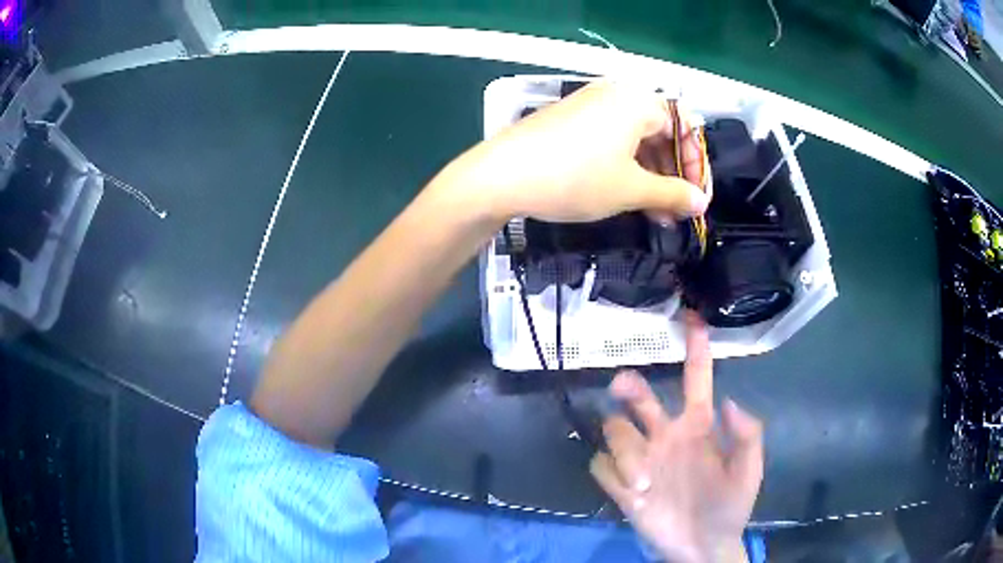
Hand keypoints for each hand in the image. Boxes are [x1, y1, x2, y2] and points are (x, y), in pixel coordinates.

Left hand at [432, 81, 709, 224]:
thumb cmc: (575, 177)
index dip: (694, 165)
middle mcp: (616, 94)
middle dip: (671, 175)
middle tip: (675, 211)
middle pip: (660, 132)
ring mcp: (590, 105)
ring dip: (650, 176)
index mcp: (637, 100)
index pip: (683, 127)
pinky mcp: (571, 120)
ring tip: (654, 214)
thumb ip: (672, 194)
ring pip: (635, 140)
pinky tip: (626, 195)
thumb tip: (701, 202)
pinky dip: (625, 167)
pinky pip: (611, 140)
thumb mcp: (630, 189)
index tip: (697, 199)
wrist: (501, 176)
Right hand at [590, 313, 763, 562]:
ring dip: (625, 450)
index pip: (695, 379)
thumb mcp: (749, 470)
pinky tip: (630, 490)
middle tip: (623, 388)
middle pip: (639, 397)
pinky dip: (611, 473)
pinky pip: (601, 465)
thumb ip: (747, 435)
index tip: (690, 318)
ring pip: (615, 430)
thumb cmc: (729, 507)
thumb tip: (729, 402)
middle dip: (629, 386)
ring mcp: (642, 460)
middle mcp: (665, 436)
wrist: (703, 547)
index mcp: (698, 427)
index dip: (695, 349)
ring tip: (645, 481)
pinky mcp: (621, 485)